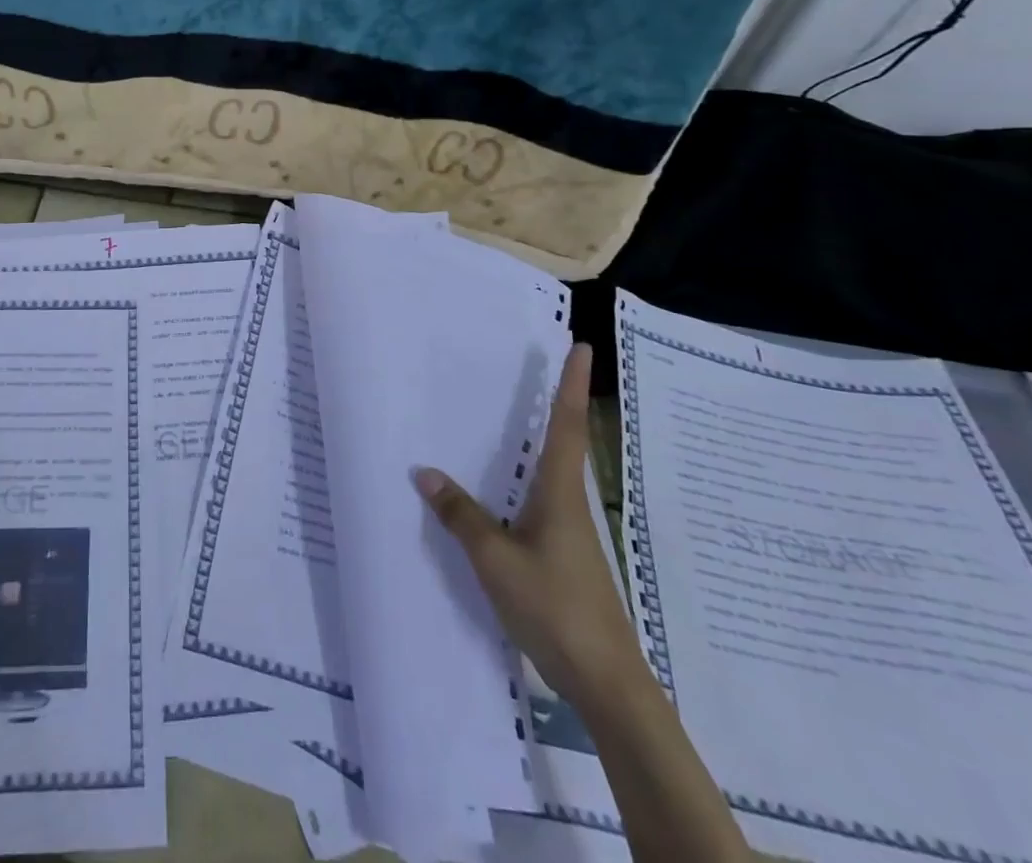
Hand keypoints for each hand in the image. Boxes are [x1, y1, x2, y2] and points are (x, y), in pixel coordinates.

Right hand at [412, 343, 642, 702]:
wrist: (606, 683)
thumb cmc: (555, 608)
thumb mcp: (495, 560)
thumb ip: (461, 516)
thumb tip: (425, 471)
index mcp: (560, 494)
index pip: (567, 426)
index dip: (573, 385)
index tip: (584, 348)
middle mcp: (569, 504)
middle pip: (562, 443)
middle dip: (554, 405)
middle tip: (535, 370)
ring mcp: (569, 533)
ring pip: (549, 475)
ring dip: (536, 444)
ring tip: (505, 421)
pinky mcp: (564, 557)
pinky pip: (538, 504)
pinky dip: (521, 484)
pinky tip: (498, 494)